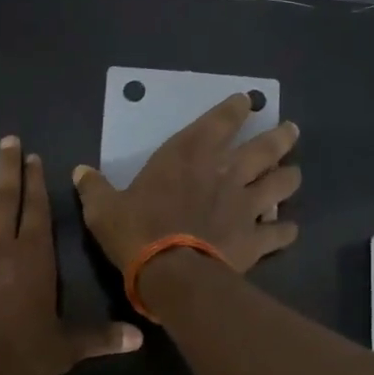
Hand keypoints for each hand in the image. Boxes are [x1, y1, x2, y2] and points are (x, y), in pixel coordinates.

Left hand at [0, 136, 142, 374]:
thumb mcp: (66, 348)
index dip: (35, 183)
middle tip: (5, 140)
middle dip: (5, 169)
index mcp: (32, 258)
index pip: (36, 211)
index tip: (31, 157)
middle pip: (2, 200)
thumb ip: (100, 338)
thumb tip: (139, 340)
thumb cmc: (20, 354)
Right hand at [71, 94, 300, 271]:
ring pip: (281, 184)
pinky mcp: (255, 238)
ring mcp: (245, 205)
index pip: (221, 121)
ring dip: (290, 178)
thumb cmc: (136, 231)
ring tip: (294, 174)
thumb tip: (79, 171)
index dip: (236, 108)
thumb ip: (94, 187)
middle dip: (280, 137)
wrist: (171, 274)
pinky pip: (280, 232)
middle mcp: (225, 172)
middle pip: (265, 147)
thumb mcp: (103, 208)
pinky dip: (286, 230)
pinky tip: (289, 230)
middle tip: (291, 130)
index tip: (247, 101)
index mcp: (189, 155)